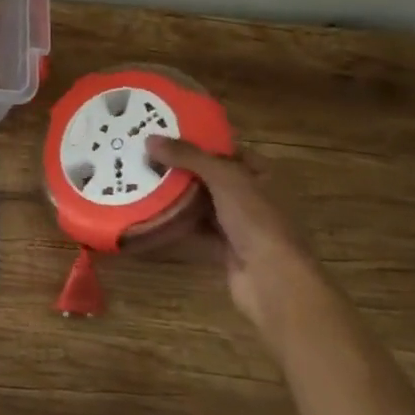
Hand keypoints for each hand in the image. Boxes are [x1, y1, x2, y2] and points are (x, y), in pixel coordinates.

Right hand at [145, 136, 325, 347]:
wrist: (273, 280)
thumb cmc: (257, 220)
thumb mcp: (224, 178)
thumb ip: (187, 156)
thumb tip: (149, 139)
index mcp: (262, 175)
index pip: (226, 150)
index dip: (197, 141)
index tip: (163, 134)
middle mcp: (252, 197)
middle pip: (210, 176)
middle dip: (180, 168)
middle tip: (144, 157)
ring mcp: (240, 225)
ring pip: (201, 204)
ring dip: (175, 196)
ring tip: (140, 180)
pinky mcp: (225, 249)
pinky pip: (196, 230)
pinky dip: (177, 223)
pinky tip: (151, 214)